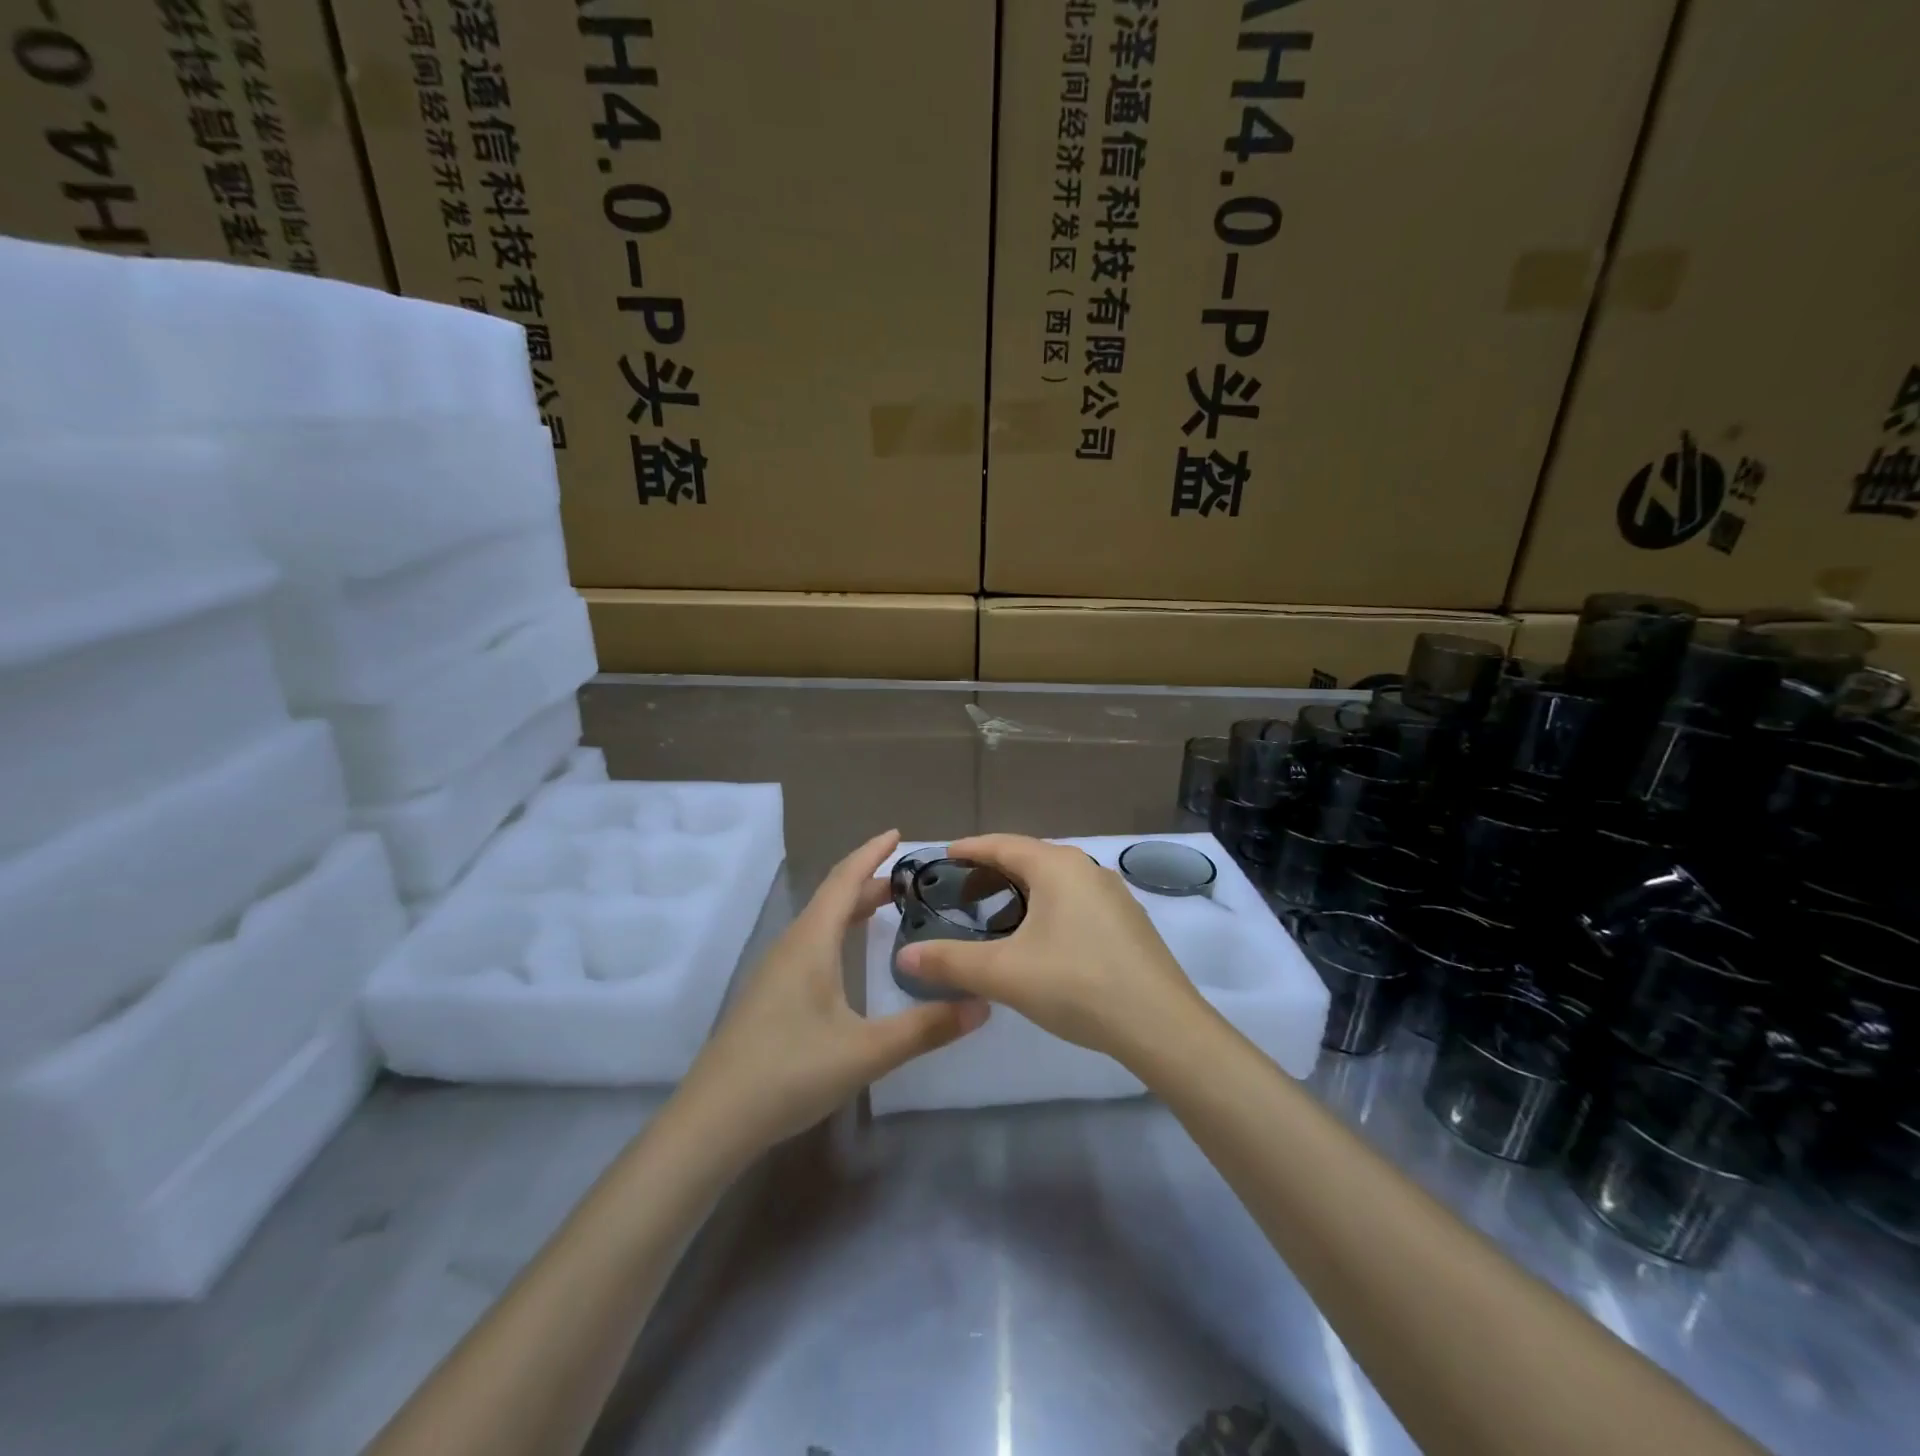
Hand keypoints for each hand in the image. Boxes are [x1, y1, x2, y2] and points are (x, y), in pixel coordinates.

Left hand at [676, 830, 988, 1155]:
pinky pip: (811, 944)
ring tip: (887, 908)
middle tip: (912, 880)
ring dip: (852, 907)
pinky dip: (838, 932)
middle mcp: (792, 946)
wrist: (713, 1119)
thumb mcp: (866, 1051)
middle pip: (832, 898)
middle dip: (870, 881)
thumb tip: (982, 1005)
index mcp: (811, 942)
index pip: (844, 880)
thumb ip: (925, 1028)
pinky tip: (849, 958)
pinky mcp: (770, 995)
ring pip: (819, 922)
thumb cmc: (790, 1072)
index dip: (872, 853)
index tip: (899, 834)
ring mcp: (776, 971)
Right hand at [895, 834, 1205, 1061]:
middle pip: (1029, 858)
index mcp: (1057, 867)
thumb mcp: (1005, 974)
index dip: (969, 849)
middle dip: (992, 871)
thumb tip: (903, 956)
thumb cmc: (1077, 984)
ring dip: (1022, 891)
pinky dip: (1047, 907)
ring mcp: (1112, 894)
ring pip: (1055, 881)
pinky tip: (1040, 939)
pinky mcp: (1127, 921)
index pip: (1002, 844)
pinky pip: (1075, 900)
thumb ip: (951, 962)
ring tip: (996, 916)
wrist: (1161, 1025)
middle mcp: (1087, 868)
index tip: (942, 856)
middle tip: (960, 893)